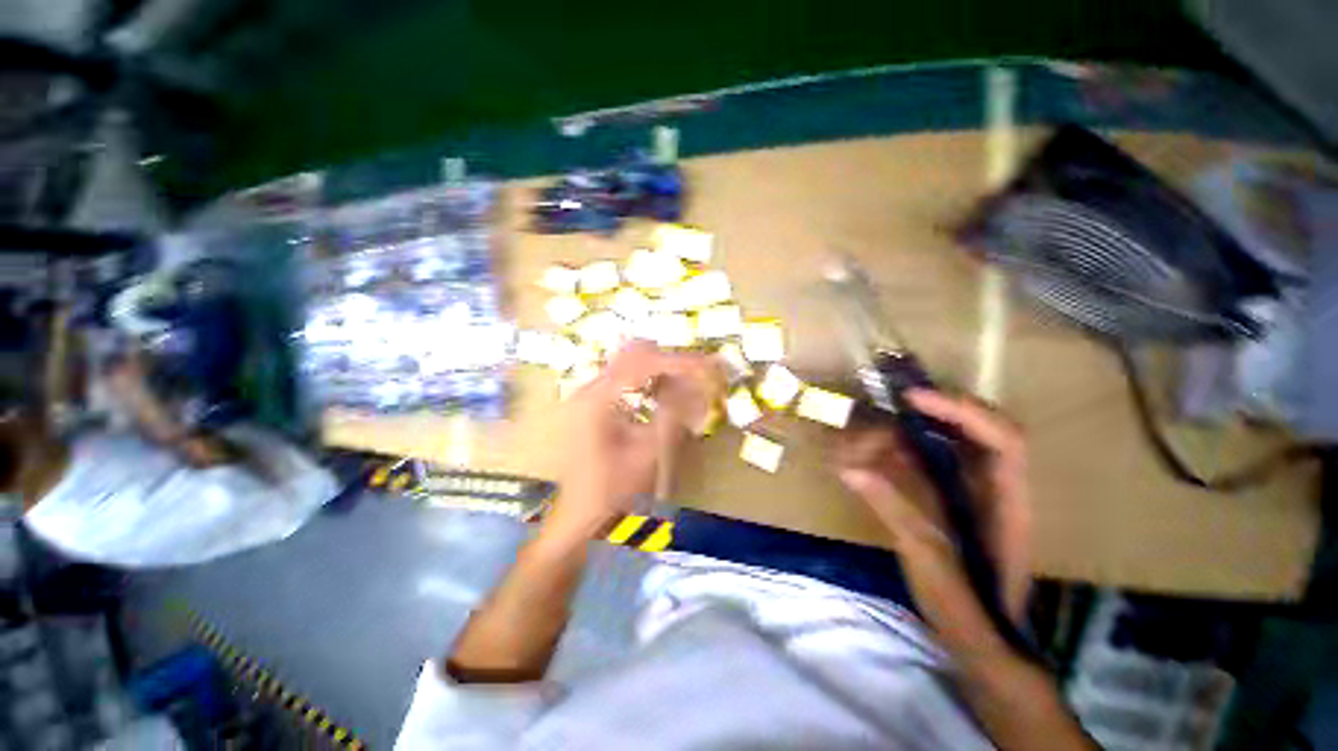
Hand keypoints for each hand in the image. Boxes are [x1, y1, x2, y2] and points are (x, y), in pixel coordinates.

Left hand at [547, 341, 720, 540]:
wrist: (574, 518)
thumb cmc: (611, 491)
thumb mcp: (648, 454)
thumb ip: (674, 414)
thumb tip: (700, 385)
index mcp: (598, 398)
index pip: (645, 362)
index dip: (682, 361)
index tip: (711, 366)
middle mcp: (589, 388)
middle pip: (635, 355)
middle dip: (672, 361)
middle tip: (701, 374)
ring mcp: (586, 395)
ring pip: (630, 364)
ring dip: (661, 370)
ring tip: (688, 384)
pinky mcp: (590, 404)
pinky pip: (624, 380)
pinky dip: (648, 382)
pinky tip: (663, 396)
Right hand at [835, 389, 1032, 620]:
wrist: (981, 639)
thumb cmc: (966, 605)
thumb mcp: (928, 559)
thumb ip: (893, 509)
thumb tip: (849, 470)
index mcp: (1007, 501)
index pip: (1002, 438)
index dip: (960, 410)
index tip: (912, 399)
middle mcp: (997, 486)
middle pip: (977, 429)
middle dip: (935, 411)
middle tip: (891, 406)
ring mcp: (977, 491)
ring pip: (952, 441)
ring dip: (912, 431)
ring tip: (869, 438)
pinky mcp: (956, 497)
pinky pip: (933, 460)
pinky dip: (903, 451)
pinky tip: (875, 456)